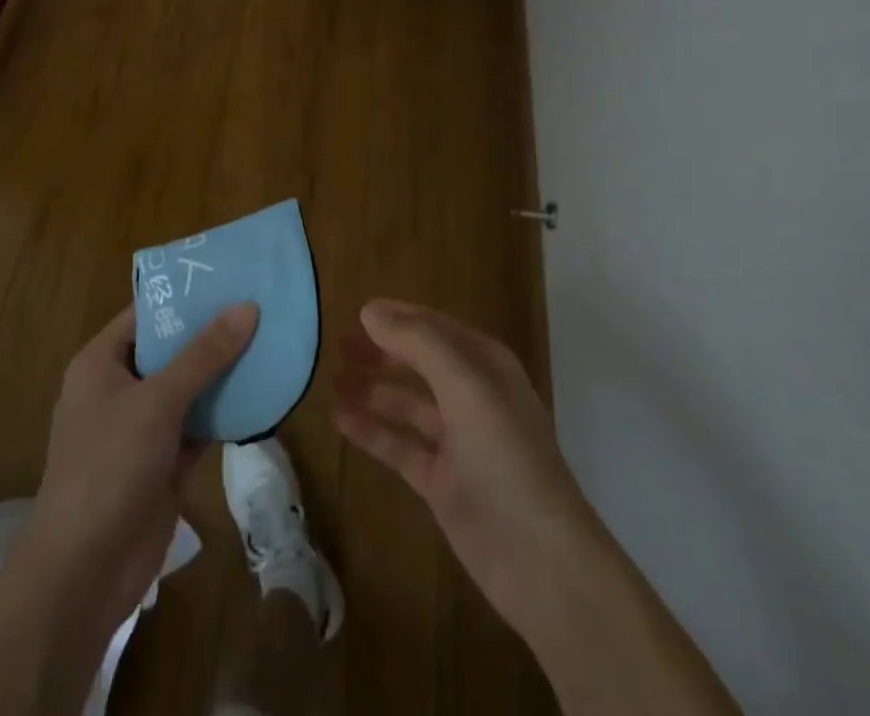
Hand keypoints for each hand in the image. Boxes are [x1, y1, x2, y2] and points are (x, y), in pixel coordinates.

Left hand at [0, 301, 258, 715]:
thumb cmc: (108, 467)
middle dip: (213, 332)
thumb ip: (204, 355)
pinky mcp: (164, 463)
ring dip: (225, 372)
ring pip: (190, 388)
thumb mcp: (157, 401)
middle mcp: (120, 388)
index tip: (230, 275)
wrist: (83, 574)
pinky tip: (264, 392)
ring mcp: (142, 428)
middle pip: (172, 349)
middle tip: (261, 303)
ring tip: (271, 339)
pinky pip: (200, 425)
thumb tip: (247, 306)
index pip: (147, 313)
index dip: (185, 294)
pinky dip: (227, 412)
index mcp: (102, 363)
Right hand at [334, 299, 602, 650]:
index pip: (434, 327)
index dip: (397, 317)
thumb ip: (418, 342)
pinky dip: (372, 431)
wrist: (539, 559)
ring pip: (405, 404)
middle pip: (417, 362)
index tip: (355, 312)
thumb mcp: (465, 384)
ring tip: (330, 380)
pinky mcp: (440, 481)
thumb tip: (370, 311)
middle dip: (380, 352)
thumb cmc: (506, 454)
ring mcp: (455, 440)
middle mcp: (470, 396)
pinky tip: (340, 420)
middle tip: (336, 345)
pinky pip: (399, 445)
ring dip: (371, 390)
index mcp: (484, 365)